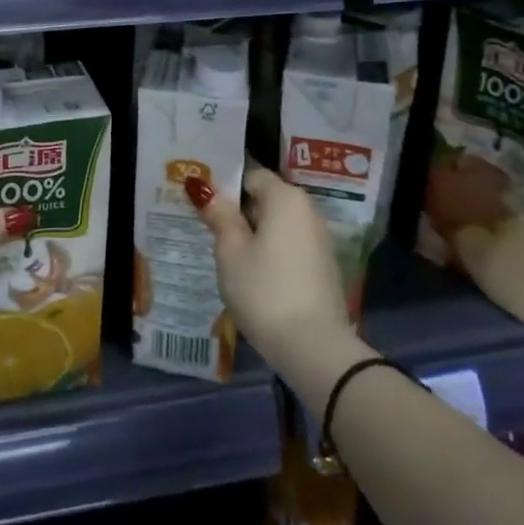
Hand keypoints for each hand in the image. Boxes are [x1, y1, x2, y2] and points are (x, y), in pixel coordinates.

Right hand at [192, 158, 354, 379]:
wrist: (315, 349)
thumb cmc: (264, 290)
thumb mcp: (230, 251)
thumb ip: (218, 215)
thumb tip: (203, 187)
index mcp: (285, 198)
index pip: (250, 175)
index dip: (224, 185)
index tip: (201, 201)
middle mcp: (308, 211)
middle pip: (265, 199)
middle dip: (237, 210)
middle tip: (205, 226)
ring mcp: (319, 240)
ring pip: (277, 225)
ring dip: (252, 233)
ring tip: (223, 252)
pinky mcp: (322, 267)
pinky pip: (288, 246)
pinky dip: (269, 251)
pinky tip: (250, 273)